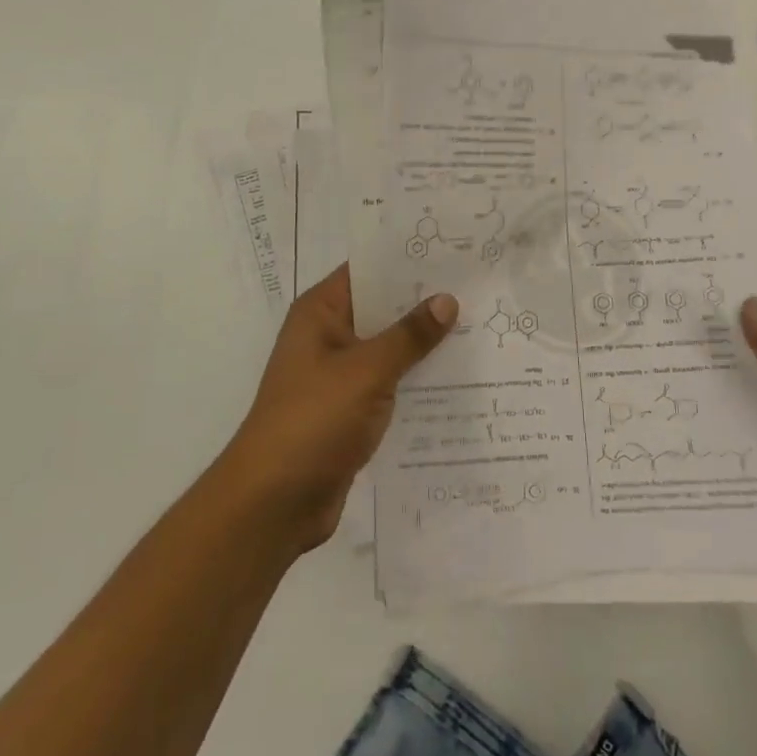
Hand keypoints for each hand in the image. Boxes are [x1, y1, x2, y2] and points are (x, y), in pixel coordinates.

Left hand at [219, 265, 456, 551]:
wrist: (274, 503)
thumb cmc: (314, 420)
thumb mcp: (366, 371)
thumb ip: (409, 336)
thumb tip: (447, 300)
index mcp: (321, 313)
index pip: (368, 270)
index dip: (407, 261)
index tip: (454, 253)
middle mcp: (328, 337)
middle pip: (382, 309)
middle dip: (425, 303)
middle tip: (480, 291)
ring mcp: (338, 376)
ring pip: (389, 349)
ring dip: (425, 345)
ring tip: (482, 329)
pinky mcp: (350, 411)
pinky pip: (390, 385)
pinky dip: (417, 381)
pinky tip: (460, 380)